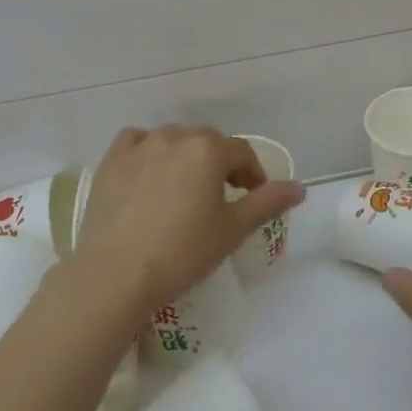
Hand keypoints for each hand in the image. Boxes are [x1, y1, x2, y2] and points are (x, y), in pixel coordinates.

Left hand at [70, 125, 304, 314]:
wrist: (116, 274)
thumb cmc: (183, 252)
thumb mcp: (233, 230)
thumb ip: (268, 202)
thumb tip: (300, 187)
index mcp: (209, 150)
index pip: (242, 153)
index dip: (253, 174)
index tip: (253, 197)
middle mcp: (176, 136)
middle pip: (208, 143)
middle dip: (219, 165)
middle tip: (220, 198)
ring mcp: (140, 145)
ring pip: (173, 140)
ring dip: (185, 157)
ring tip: (183, 189)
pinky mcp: (112, 159)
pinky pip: (137, 142)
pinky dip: (148, 151)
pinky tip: (148, 174)